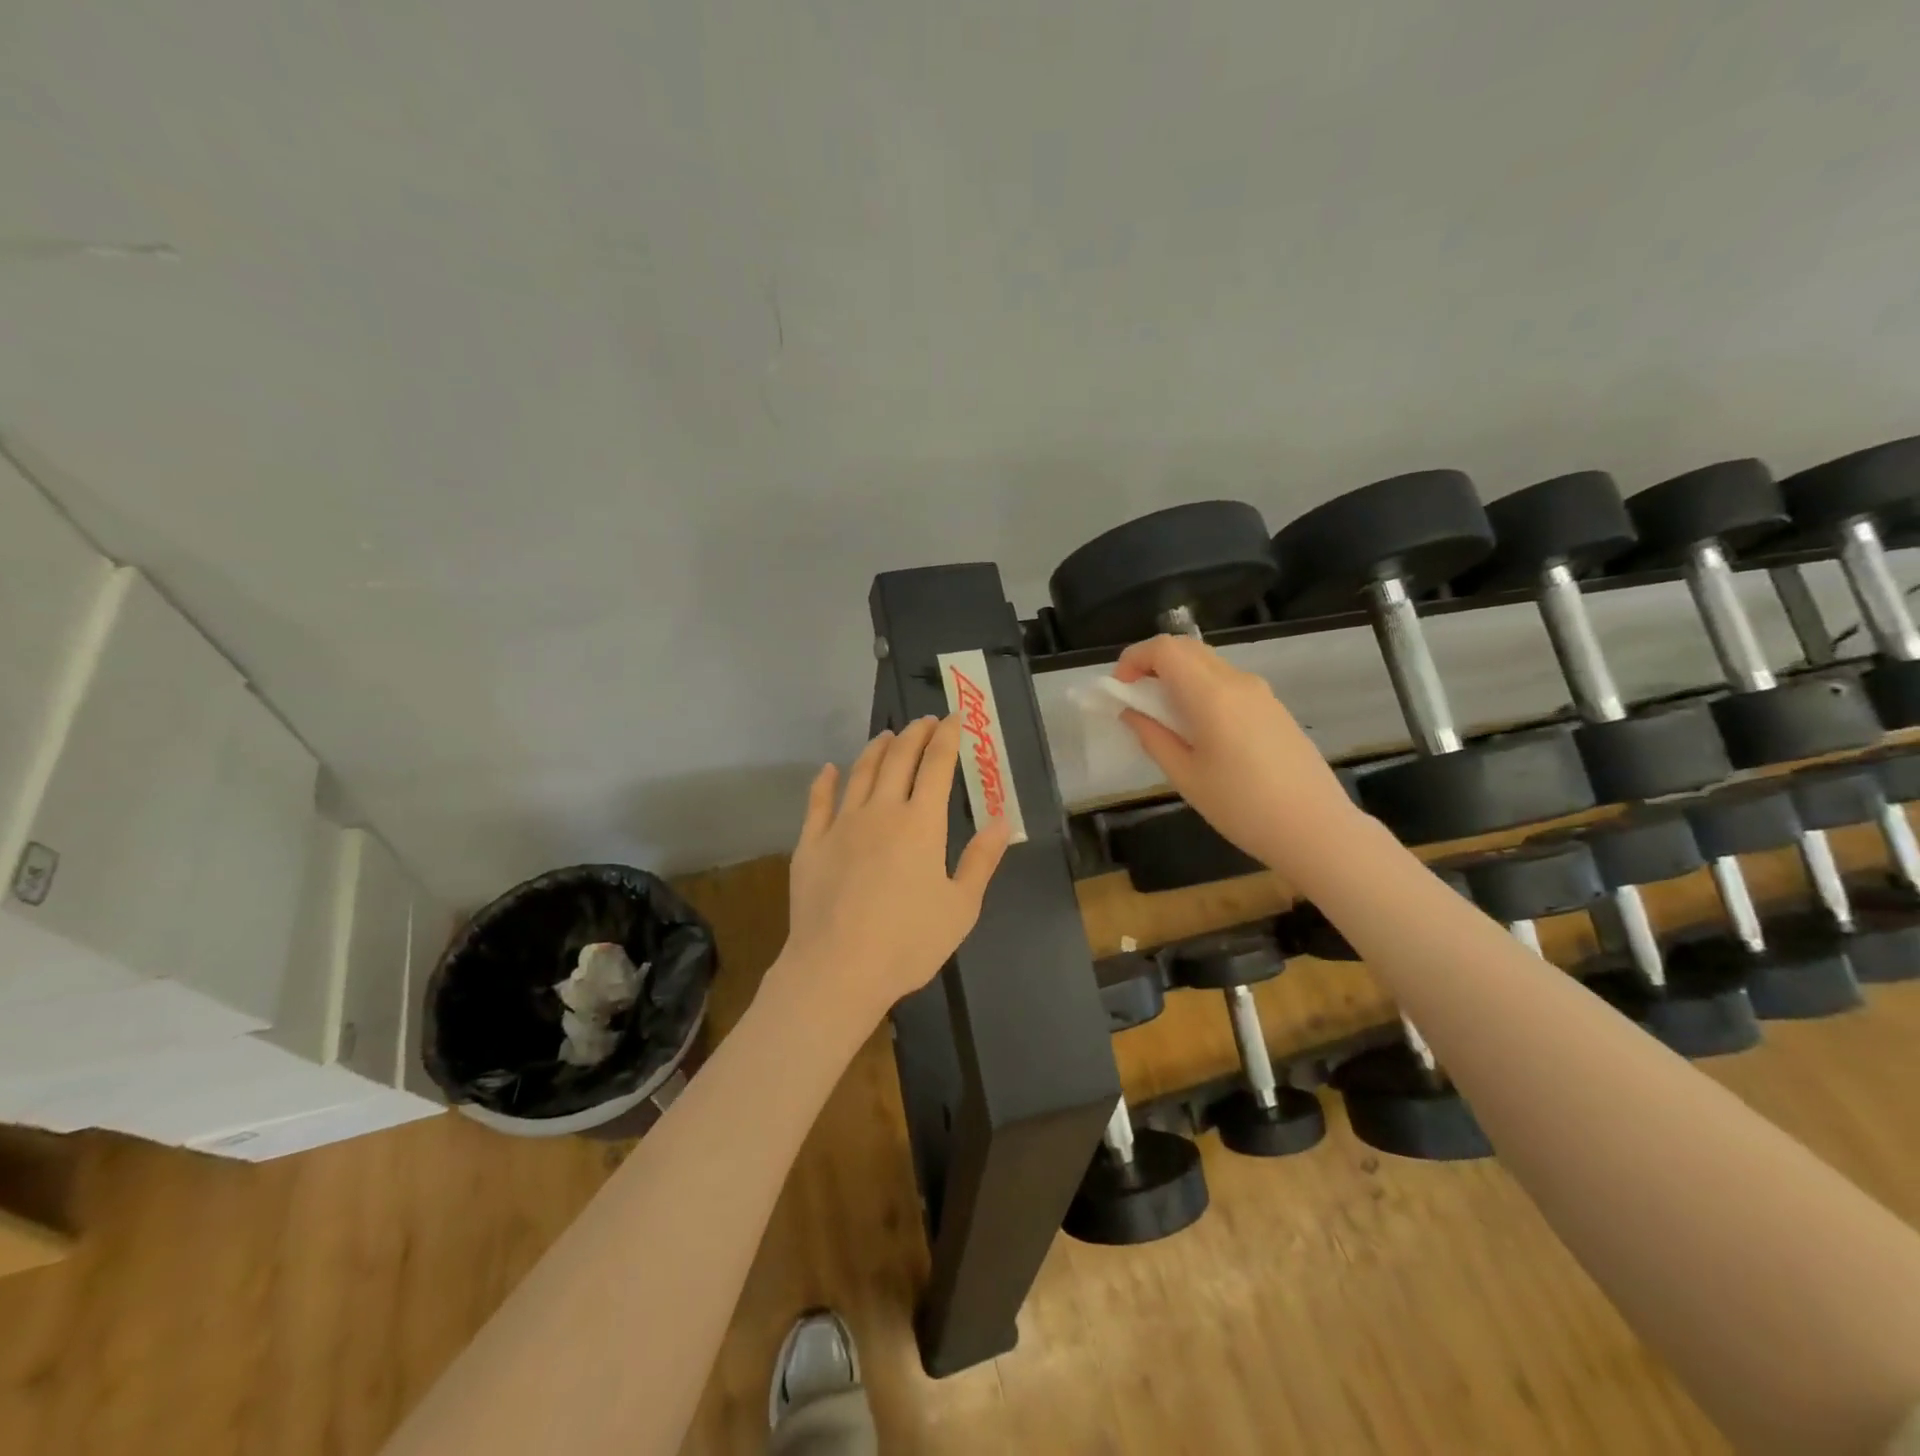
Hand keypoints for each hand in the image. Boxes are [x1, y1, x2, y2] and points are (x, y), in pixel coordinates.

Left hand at [775, 716, 1012, 1028]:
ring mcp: (841, 824)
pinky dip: (825, 781)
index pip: (937, 765)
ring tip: (887, 735)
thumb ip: (981, 859)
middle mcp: (881, 811)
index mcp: (921, 824)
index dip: (947, 737)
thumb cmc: (908, 942)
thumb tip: (1000, 820)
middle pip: (899, 759)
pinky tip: (830, 769)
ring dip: (877, 748)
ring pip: (860, 772)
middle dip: (915, 734)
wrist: (838, 969)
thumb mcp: (961, 907)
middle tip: (924, 721)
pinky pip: (818, 802)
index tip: (955, 717)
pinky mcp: (811, 844)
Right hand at [1115, 634, 1359, 880]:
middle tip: (1135, 697)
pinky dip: (1201, 688)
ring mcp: (1261, 693)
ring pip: (1208, 664)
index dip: (1134, 659)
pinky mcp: (1274, 708)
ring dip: (1178, 676)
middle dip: (1153, 663)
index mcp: (1211, 695)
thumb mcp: (1186, 776)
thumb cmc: (1241, 807)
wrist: (1315, 828)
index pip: (1165, 649)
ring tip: (1163, 716)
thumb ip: (1153, 737)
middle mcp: (1237, 682)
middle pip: (1187, 648)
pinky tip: (1198, 729)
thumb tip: (1131, 713)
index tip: (1120, 689)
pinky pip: (1228, 682)